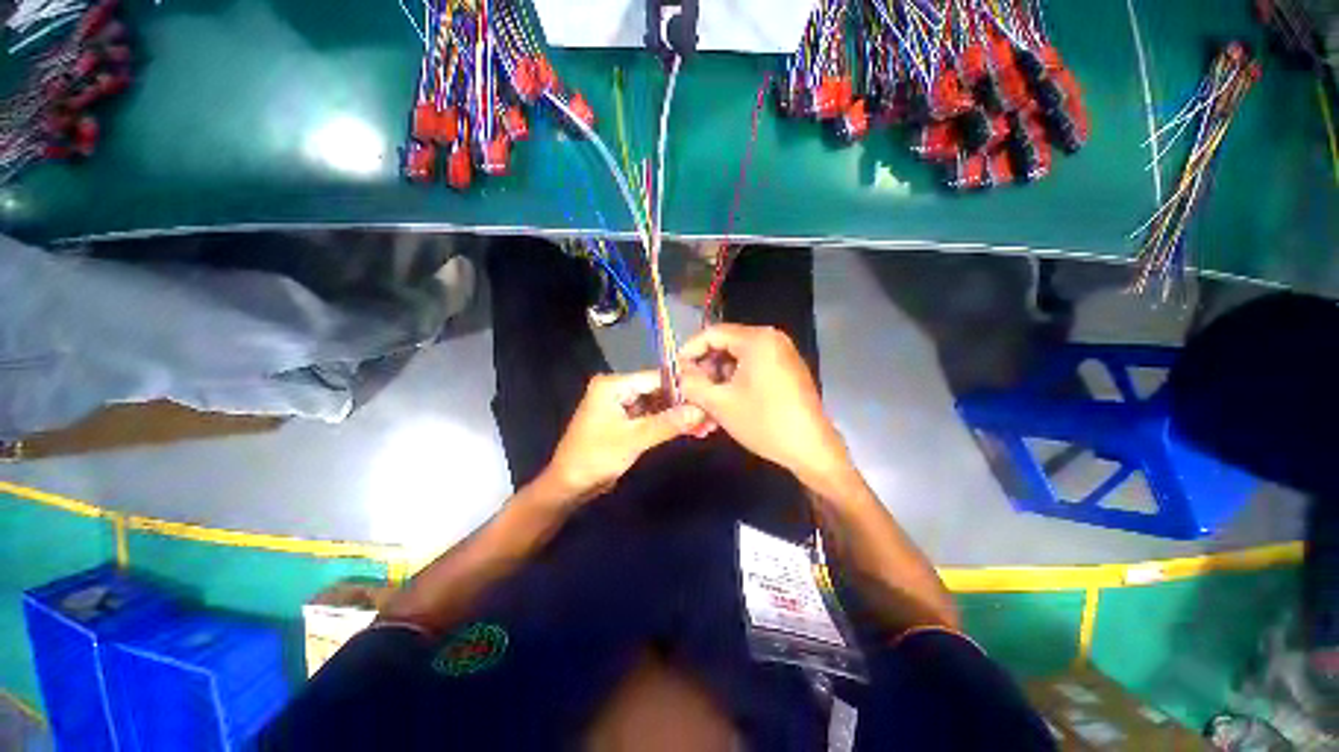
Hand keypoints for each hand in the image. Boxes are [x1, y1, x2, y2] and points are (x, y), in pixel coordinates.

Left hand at [539, 371, 704, 504]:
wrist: (569, 486)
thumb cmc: (595, 457)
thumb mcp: (633, 439)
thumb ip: (667, 423)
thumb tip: (700, 411)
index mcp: (613, 385)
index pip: (655, 378)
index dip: (683, 386)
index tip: (708, 395)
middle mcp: (618, 389)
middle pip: (658, 391)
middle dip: (683, 404)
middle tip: (710, 414)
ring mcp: (622, 405)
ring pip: (657, 405)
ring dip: (678, 415)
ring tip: (706, 424)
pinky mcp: (626, 421)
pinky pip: (651, 417)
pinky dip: (668, 424)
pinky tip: (690, 430)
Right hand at [677, 324, 849, 485]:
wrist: (811, 449)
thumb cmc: (763, 422)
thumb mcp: (720, 403)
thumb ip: (692, 383)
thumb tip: (680, 372)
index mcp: (757, 340)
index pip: (713, 333)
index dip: (690, 350)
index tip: (675, 370)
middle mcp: (771, 340)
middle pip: (725, 347)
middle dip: (705, 371)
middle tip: (689, 392)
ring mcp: (781, 356)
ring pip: (737, 363)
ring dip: (718, 383)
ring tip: (704, 407)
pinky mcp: (786, 372)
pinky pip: (752, 371)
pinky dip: (735, 386)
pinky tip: (724, 408)